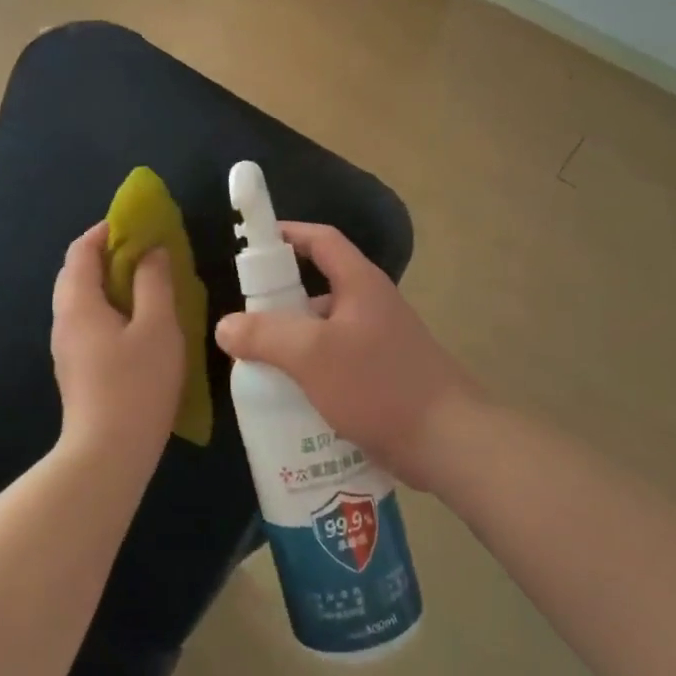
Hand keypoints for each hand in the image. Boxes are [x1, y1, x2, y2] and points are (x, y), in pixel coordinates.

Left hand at [51, 223, 185, 468]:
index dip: (106, 231)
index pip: (80, 250)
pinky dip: (109, 308)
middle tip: (147, 254)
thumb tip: (151, 252)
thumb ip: (154, 282)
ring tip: (148, 285)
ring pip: (82, 300)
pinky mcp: (76, 368)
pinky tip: (138, 324)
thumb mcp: (157, 327)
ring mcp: (66, 347)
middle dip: (108, 255)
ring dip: (110, 283)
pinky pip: (88, 322)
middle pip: (77, 273)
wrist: (107, 454)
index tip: (137, 225)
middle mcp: (64, 320)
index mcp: (78, 303)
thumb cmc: (136, 385)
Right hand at [214, 223, 478, 489]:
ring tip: (260, 366)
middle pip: (319, 289)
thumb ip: (265, 336)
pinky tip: (291, 398)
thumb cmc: (379, 384)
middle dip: (281, 302)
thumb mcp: (312, 355)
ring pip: (326, 332)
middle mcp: (372, 306)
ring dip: (295, 344)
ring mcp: (380, 343)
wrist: (449, 441)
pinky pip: (338, 364)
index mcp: (360, 284)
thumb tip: (225, 326)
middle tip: (246, 323)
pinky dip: (312, 372)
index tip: (253, 244)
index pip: (322, 240)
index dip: (288, 234)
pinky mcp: (383, 377)